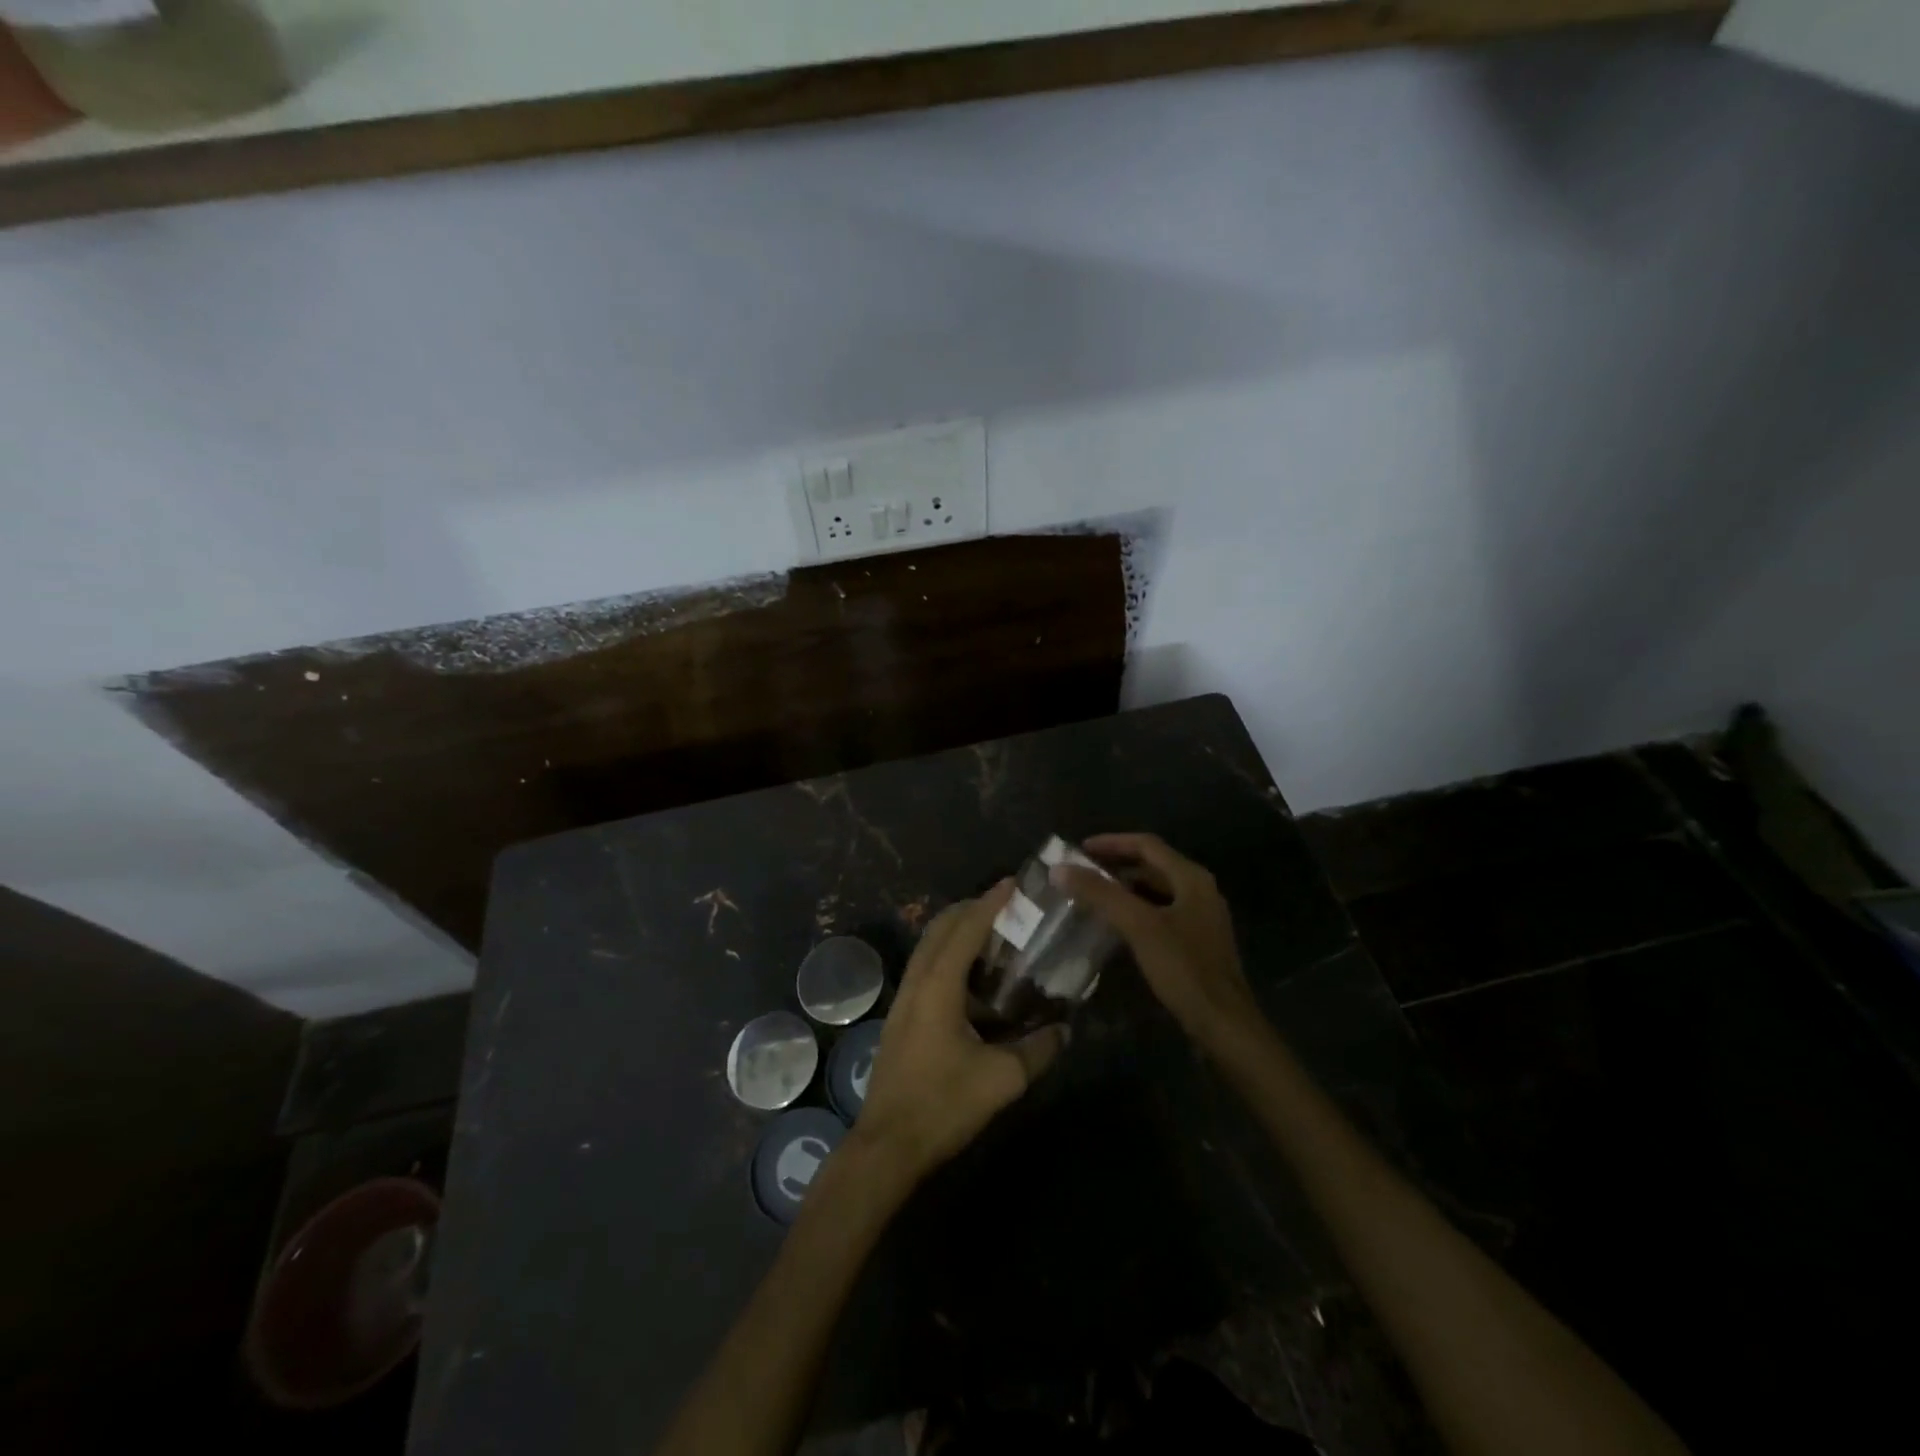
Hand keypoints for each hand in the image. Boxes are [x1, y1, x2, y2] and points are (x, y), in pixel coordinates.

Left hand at [853, 882, 1065, 1182]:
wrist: (887, 1145)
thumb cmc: (943, 1105)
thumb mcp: (1001, 1080)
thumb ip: (1037, 1050)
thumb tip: (1064, 1029)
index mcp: (938, 986)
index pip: (966, 928)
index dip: (991, 902)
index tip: (1014, 883)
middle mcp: (917, 982)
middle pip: (940, 928)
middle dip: (971, 909)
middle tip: (1007, 906)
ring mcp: (904, 999)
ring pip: (929, 947)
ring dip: (958, 931)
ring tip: (994, 936)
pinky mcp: (901, 1017)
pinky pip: (926, 967)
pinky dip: (949, 955)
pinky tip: (974, 979)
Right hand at [1052, 833, 1259, 1048]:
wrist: (1224, 1024)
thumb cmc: (1184, 968)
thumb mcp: (1139, 926)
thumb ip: (1100, 894)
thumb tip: (1060, 869)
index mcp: (1191, 878)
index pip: (1147, 845)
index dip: (1112, 842)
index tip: (1079, 850)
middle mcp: (1199, 891)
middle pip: (1152, 866)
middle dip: (1116, 866)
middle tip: (1082, 873)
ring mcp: (1201, 918)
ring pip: (1156, 892)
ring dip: (1125, 890)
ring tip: (1093, 897)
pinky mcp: (1197, 943)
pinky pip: (1160, 914)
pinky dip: (1136, 911)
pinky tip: (1116, 927)